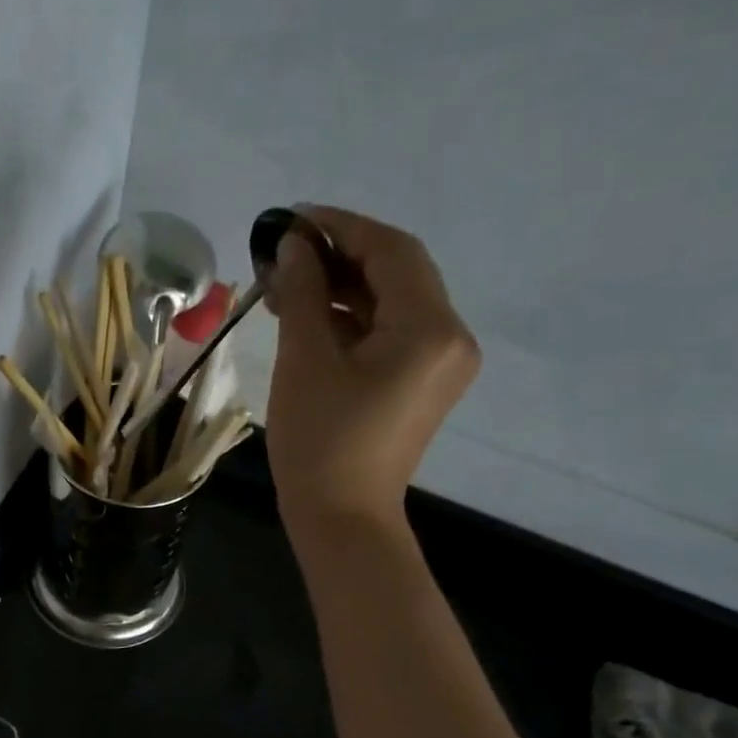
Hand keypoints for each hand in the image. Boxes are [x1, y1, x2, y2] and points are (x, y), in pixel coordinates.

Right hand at [264, 205, 478, 534]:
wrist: (342, 518)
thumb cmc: (319, 442)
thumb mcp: (305, 361)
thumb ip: (304, 293)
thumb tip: (293, 246)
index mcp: (430, 328)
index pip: (392, 251)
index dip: (341, 227)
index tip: (291, 219)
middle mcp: (452, 337)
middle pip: (399, 273)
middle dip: (341, 255)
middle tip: (285, 252)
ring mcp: (442, 362)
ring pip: (393, 302)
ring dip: (344, 287)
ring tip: (288, 284)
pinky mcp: (424, 383)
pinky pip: (392, 333)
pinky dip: (354, 318)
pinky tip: (312, 316)